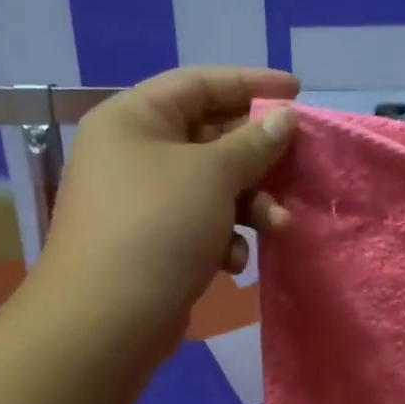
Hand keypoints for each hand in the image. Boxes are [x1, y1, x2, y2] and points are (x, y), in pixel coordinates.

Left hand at [31, 67, 298, 357]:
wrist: (105, 321)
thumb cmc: (157, 227)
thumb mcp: (212, 175)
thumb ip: (253, 143)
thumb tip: (285, 117)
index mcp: (134, 119)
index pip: (200, 83)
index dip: (252, 83)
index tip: (298, 92)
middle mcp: (134, 152)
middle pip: (210, 136)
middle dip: (258, 157)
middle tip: (299, 164)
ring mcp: (143, 200)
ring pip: (212, 186)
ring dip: (250, 204)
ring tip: (277, 225)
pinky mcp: (154, 242)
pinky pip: (201, 223)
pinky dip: (224, 237)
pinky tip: (233, 263)